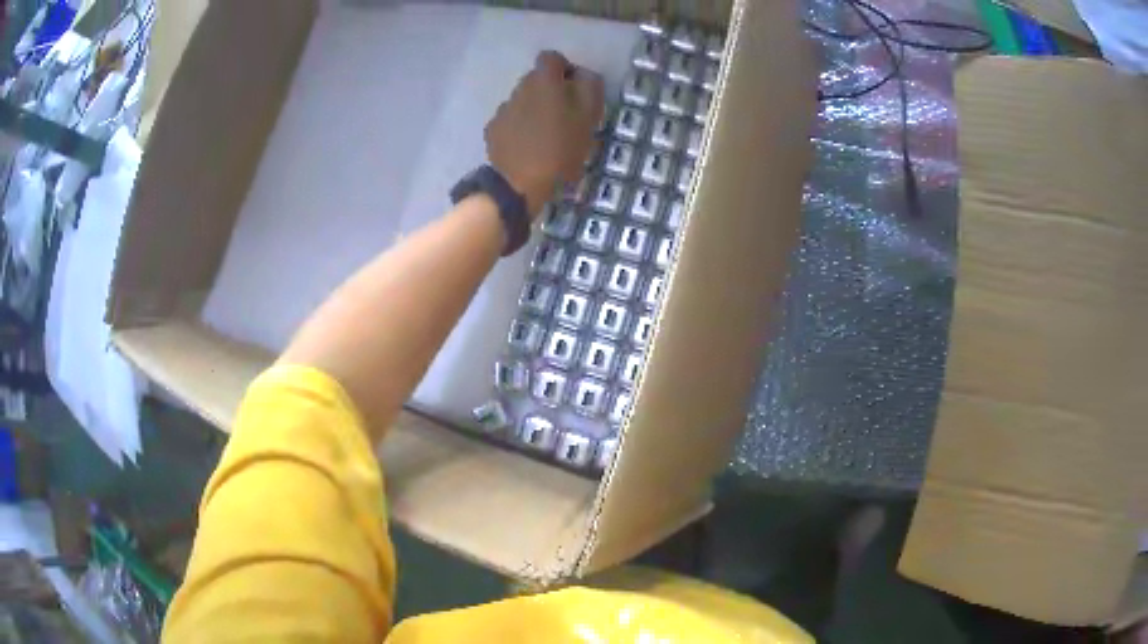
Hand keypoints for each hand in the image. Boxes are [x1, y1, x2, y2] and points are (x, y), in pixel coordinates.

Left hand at [485, 51, 603, 217]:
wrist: (519, 184)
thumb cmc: (561, 149)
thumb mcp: (588, 118)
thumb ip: (590, 88)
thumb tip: (584, 74)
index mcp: (544, 81)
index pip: (552, 58)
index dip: (565, 69)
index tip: (575, 88)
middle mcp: (519, 88)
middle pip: (536, 79)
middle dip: (551, 91)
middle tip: (566, 115)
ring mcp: (503, 109)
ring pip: (523, 100)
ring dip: (535, 109)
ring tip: (547, 135)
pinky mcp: (493, 129)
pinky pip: (511, 120)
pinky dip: (520, 128)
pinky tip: (529, 147)